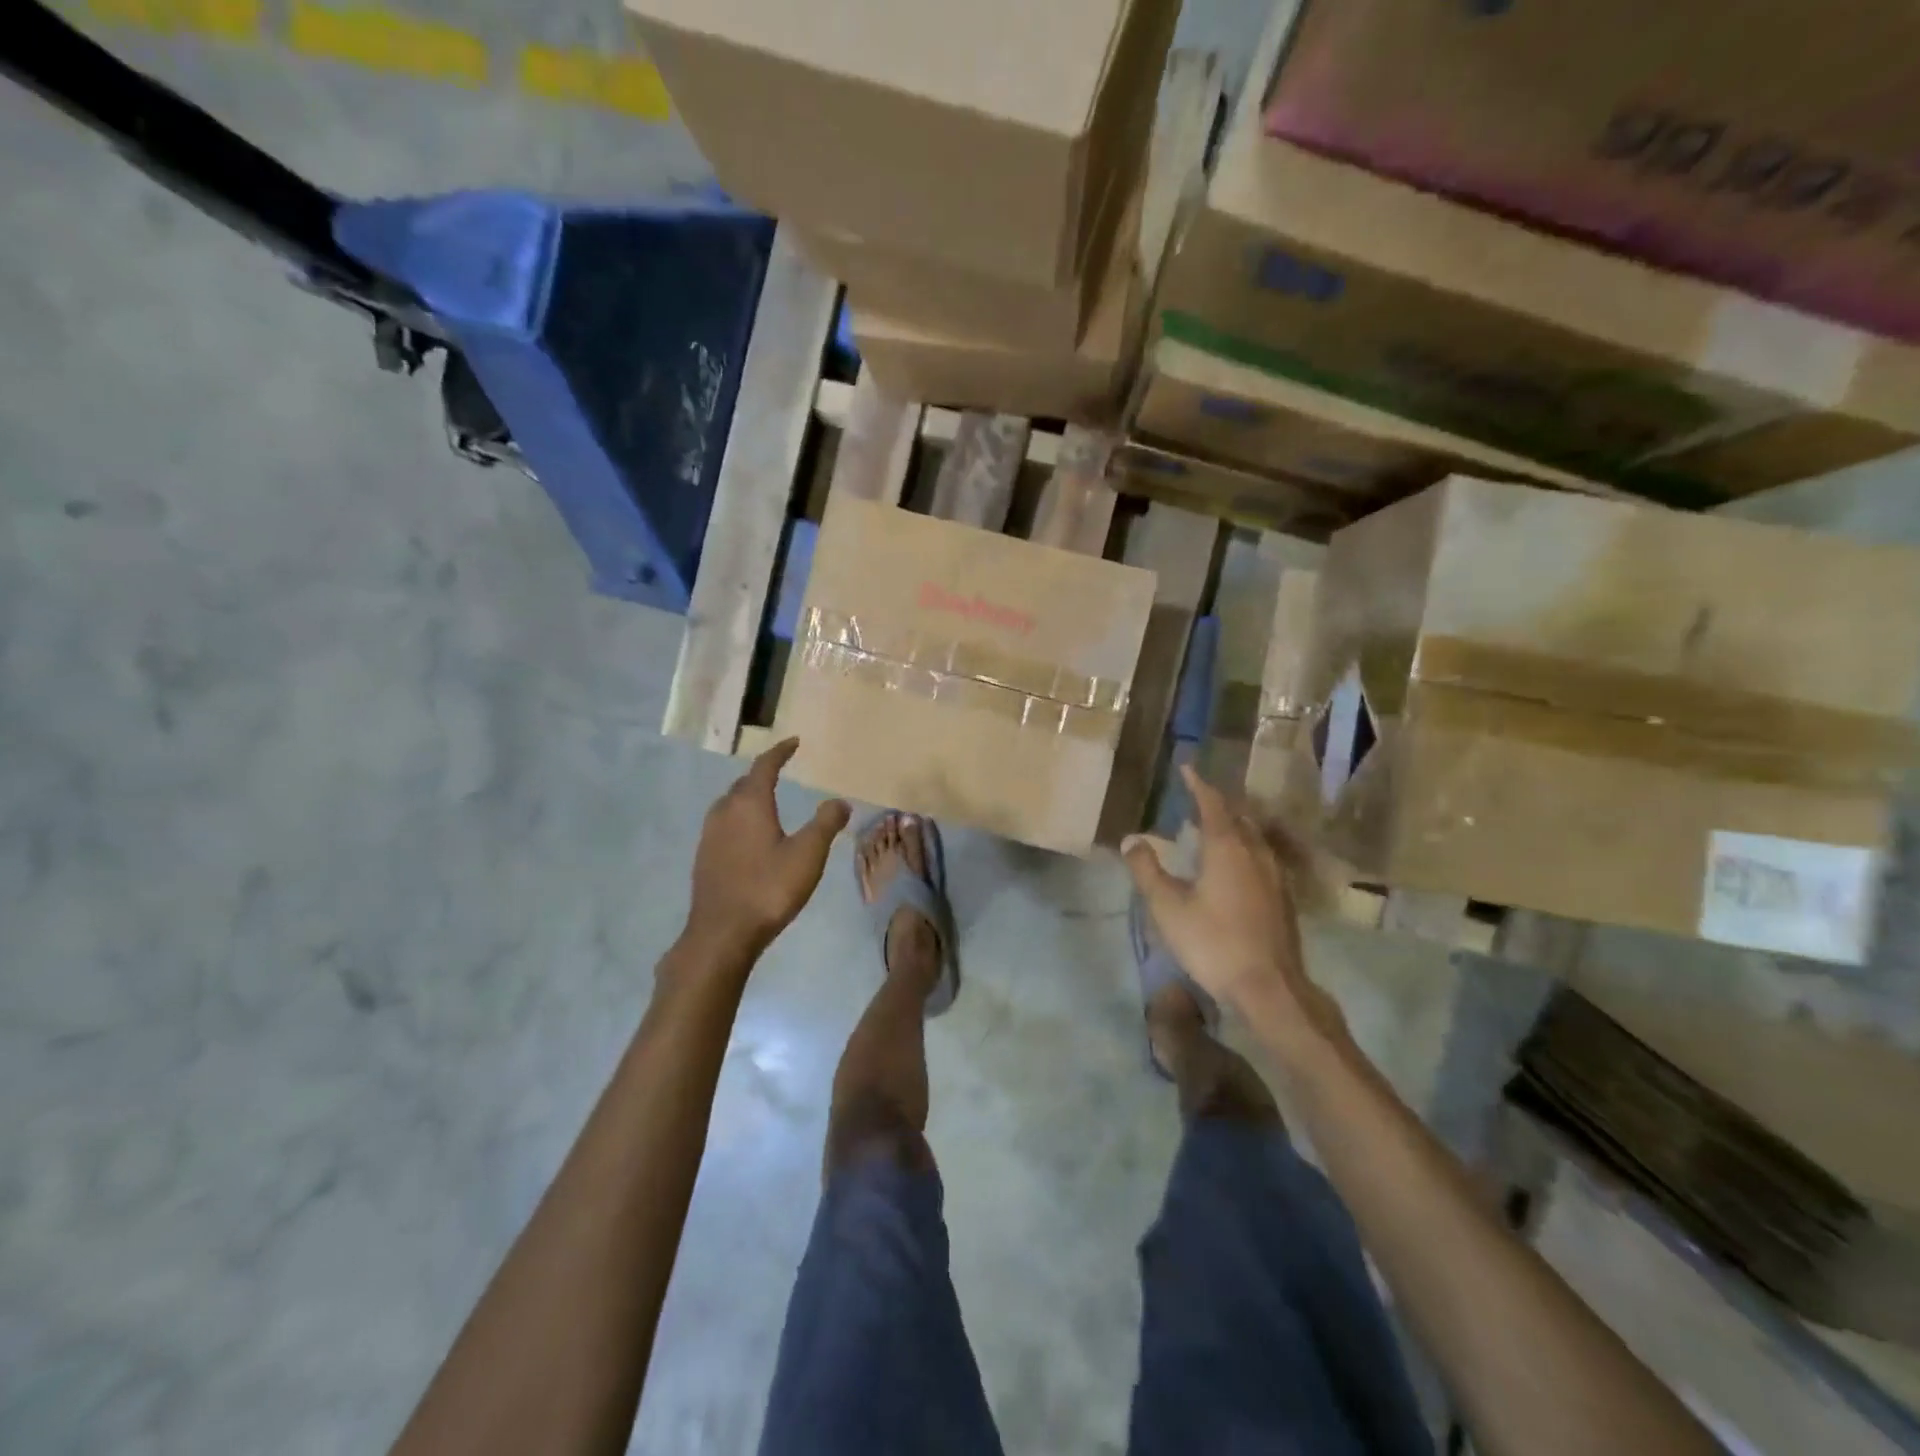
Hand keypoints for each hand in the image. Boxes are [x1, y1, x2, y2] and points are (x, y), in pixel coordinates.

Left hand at [686, 738, 850, 958]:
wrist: (722, 933)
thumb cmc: (768, 888)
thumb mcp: (807, 854)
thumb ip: (826, 823)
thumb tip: (840, 801)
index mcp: (749, 804)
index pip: (764, 766)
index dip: (780, 752)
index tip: (794, 742)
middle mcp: (725, 812)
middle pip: (743, 783)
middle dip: (762, 773)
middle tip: (781, 769)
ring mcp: (710, 835)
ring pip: (730, 804)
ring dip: (748, 795)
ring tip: (766, 799)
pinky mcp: (704, 857)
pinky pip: (724, 824)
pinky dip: (740, 818)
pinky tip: (750, 835)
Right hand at [1123, 765, 1344, 1045]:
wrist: (1269, 987)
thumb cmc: (1213, 942)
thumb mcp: (1168, 907)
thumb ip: (1147, 870)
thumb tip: (1131, 840)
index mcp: (1227, 848)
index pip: (1212, 804)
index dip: (1198, 785)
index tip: (1187, 768)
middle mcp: (1256, 852)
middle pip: (1239, 816)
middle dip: (1218, 802)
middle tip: (1197, 796)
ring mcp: (1275, 875)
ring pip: (1254, 836)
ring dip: (1234, 824)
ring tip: (1214, 826)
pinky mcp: (1283, 897)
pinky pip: (1262, 855)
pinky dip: (1244, 846)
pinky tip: (1235, 864)